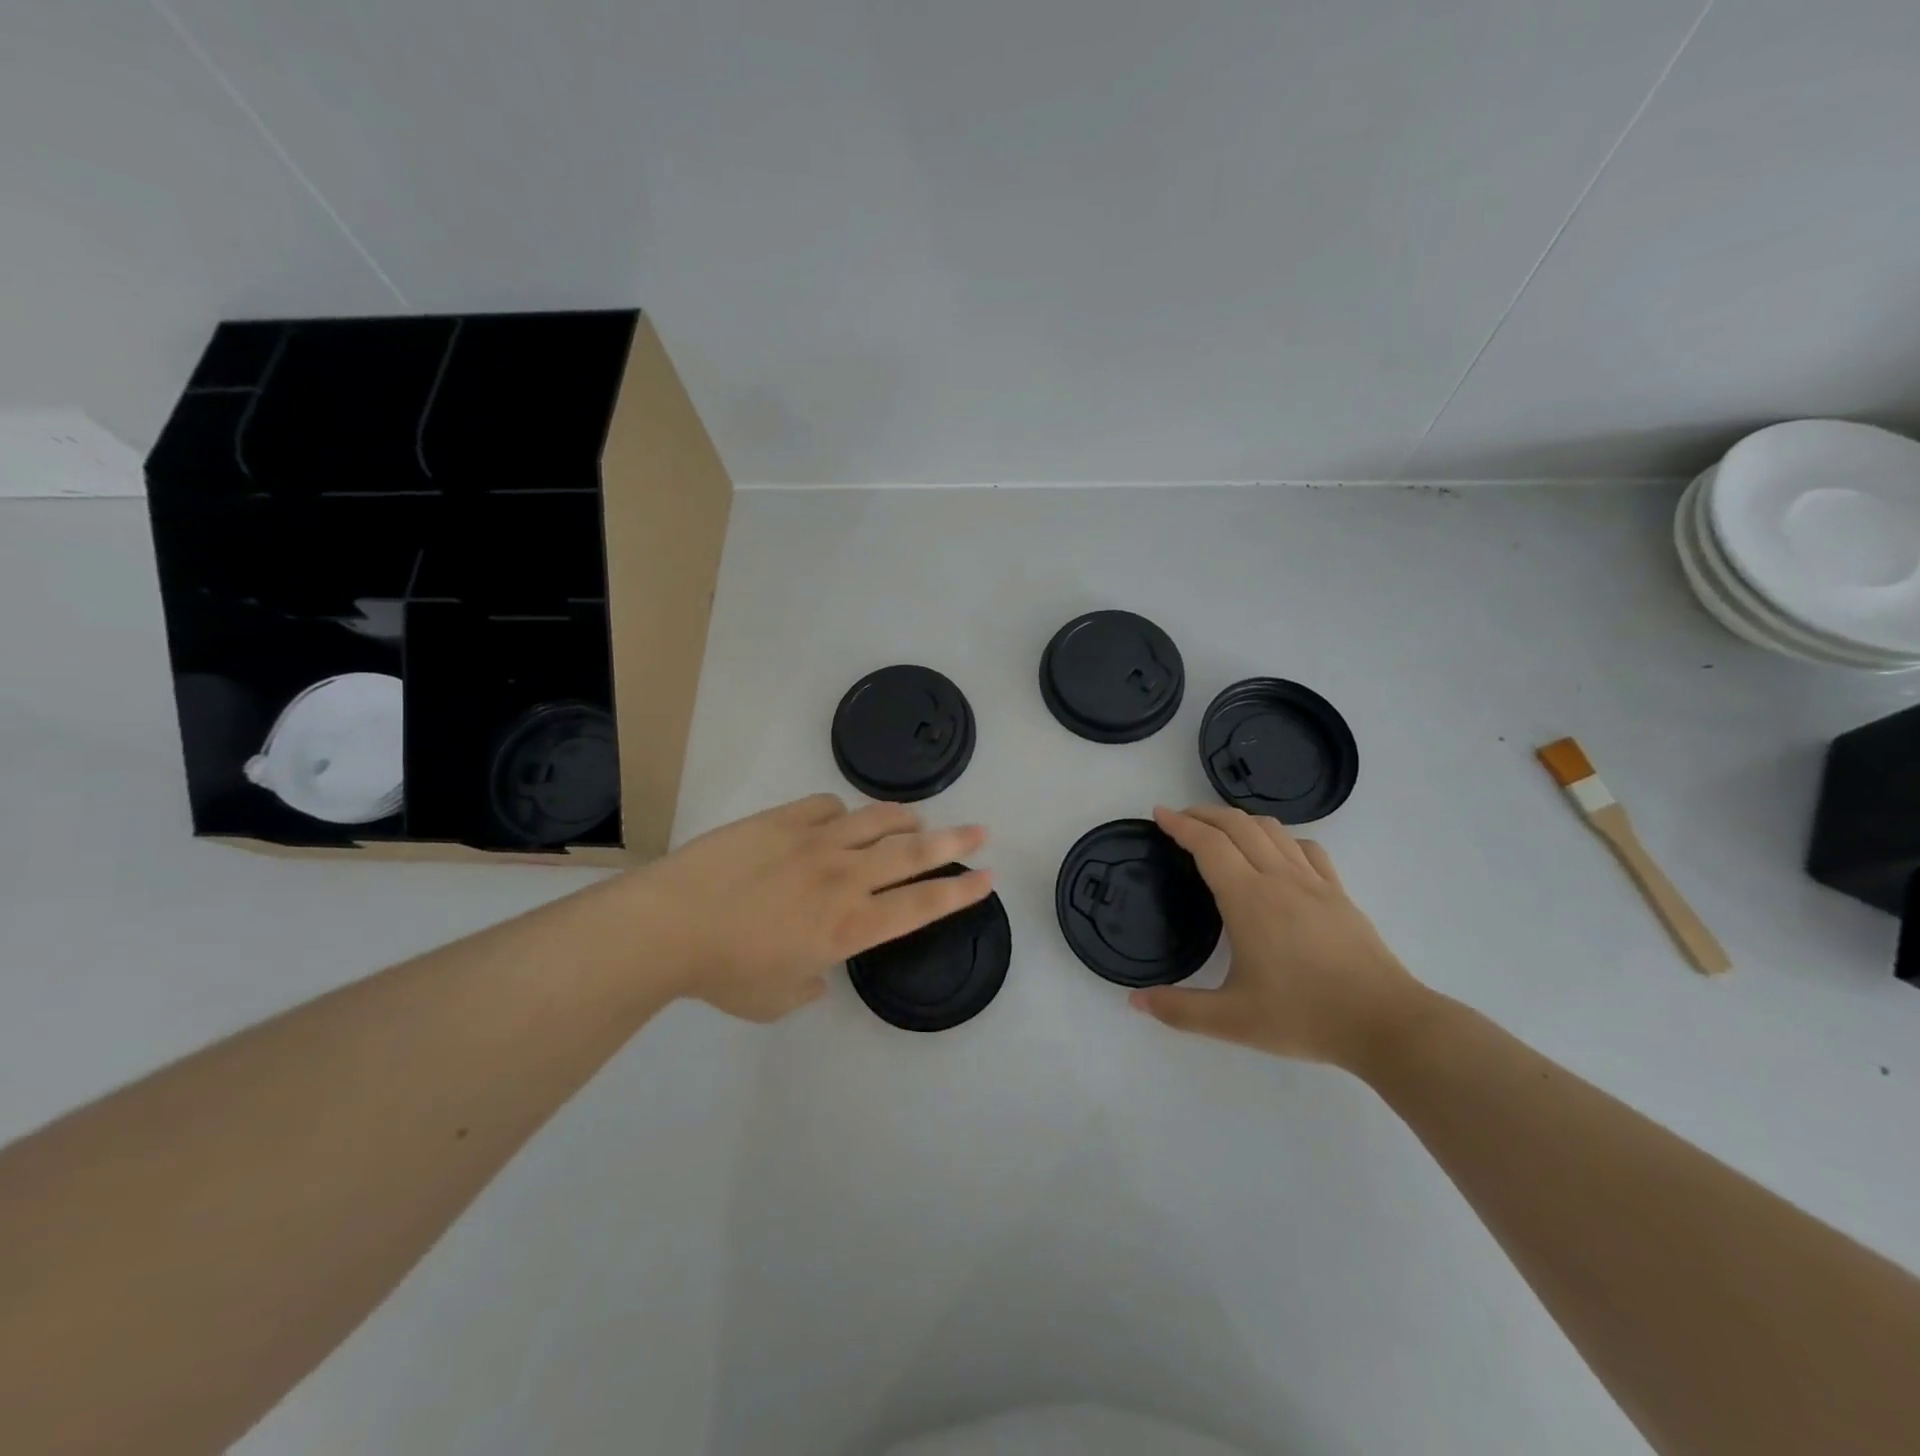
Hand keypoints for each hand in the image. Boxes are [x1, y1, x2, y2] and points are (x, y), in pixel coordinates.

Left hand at [632, 794, 990, 1021]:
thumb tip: (817, 973)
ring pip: (878, 819)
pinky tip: (837, 821)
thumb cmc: (724, 973)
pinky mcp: (785, 819)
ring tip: (916, 821)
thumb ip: (809, 987)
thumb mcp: (775, 1000)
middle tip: (982, 830)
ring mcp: (816, 842)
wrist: (670, 924)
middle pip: (914, 852)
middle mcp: (845, 878)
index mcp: (849, 926)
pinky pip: (829, 805)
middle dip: (956, 842)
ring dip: (904, 819)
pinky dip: (843, 813)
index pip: (921, 905)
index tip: (987, 877)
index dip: (960, 892)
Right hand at [1130, 805, 1427, 1069]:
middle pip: (1237, 825)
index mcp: (1248, 899)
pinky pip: (1306, 848)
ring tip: (1220, 830)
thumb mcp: (1231, 1021)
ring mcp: (1314, 883)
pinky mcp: (1339, 894)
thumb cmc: (1304, 1016)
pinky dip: (1280, 837)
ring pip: (1273, 829)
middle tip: (1180, 819)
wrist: (1386, 1023)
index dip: (1179, 825)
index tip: (1158, 814)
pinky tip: (1277, 853)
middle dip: (1203, 814)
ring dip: (1240, 820)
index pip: (1208, 844)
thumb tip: (1135, 1001)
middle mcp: (1278, 878)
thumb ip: (1178, 1010)